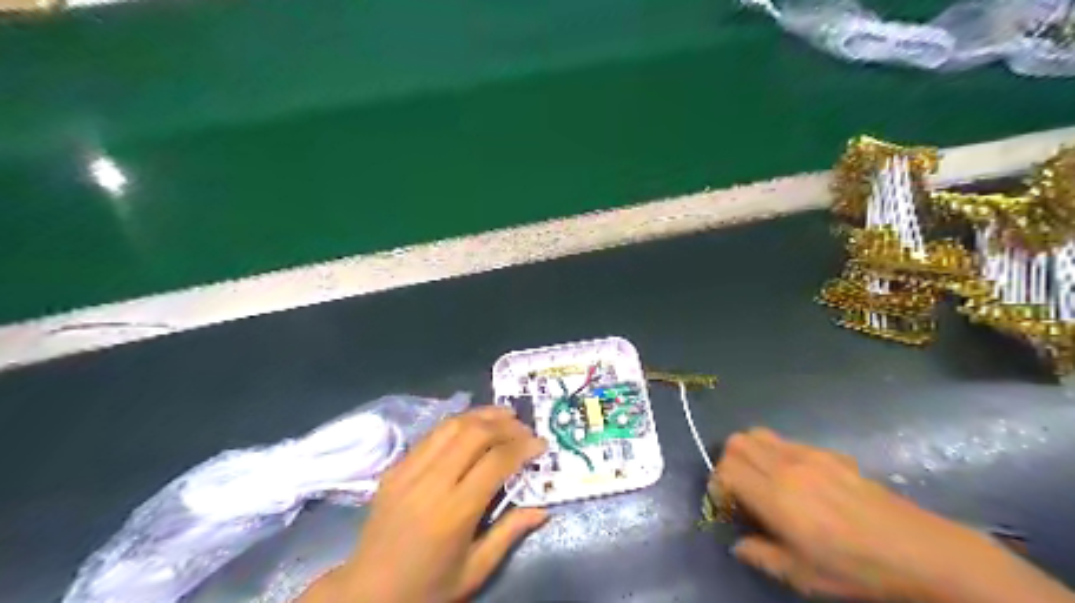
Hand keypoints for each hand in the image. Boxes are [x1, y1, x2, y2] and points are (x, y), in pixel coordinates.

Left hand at [303, 405, 547, 602]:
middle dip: (505, 425)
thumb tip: (542, 510)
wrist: (366, 592)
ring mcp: (408, 471)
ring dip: (482, 415)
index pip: (496, 461)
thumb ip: (509, 534)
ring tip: (505, 415)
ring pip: (451, 426)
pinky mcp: (395, 467)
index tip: (541, 444)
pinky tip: (472, 425)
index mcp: (454, 512)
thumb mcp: (474, 571)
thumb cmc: (427, 587)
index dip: (523, 447)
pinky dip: (458, 423)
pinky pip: (431, 435)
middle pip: (474, 433)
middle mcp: (431, 483)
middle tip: (525, 429)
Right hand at [712, 429, 1027, 602]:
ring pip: (757, 434)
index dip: (717, 485)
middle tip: (740, 490)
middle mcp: (786, 466)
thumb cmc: (857, 568)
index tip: (726, 506)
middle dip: (727, 463)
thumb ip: (760, 555)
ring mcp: (808, 454)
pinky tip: (795, 479)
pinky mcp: (828, 452)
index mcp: (776, 496)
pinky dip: (774, 452)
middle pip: (736, 442)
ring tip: (761, 479)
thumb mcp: (802, 575)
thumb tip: (739, 544)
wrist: (919, 551)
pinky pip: (785, 440)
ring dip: (748, 452)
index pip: (725, 470)